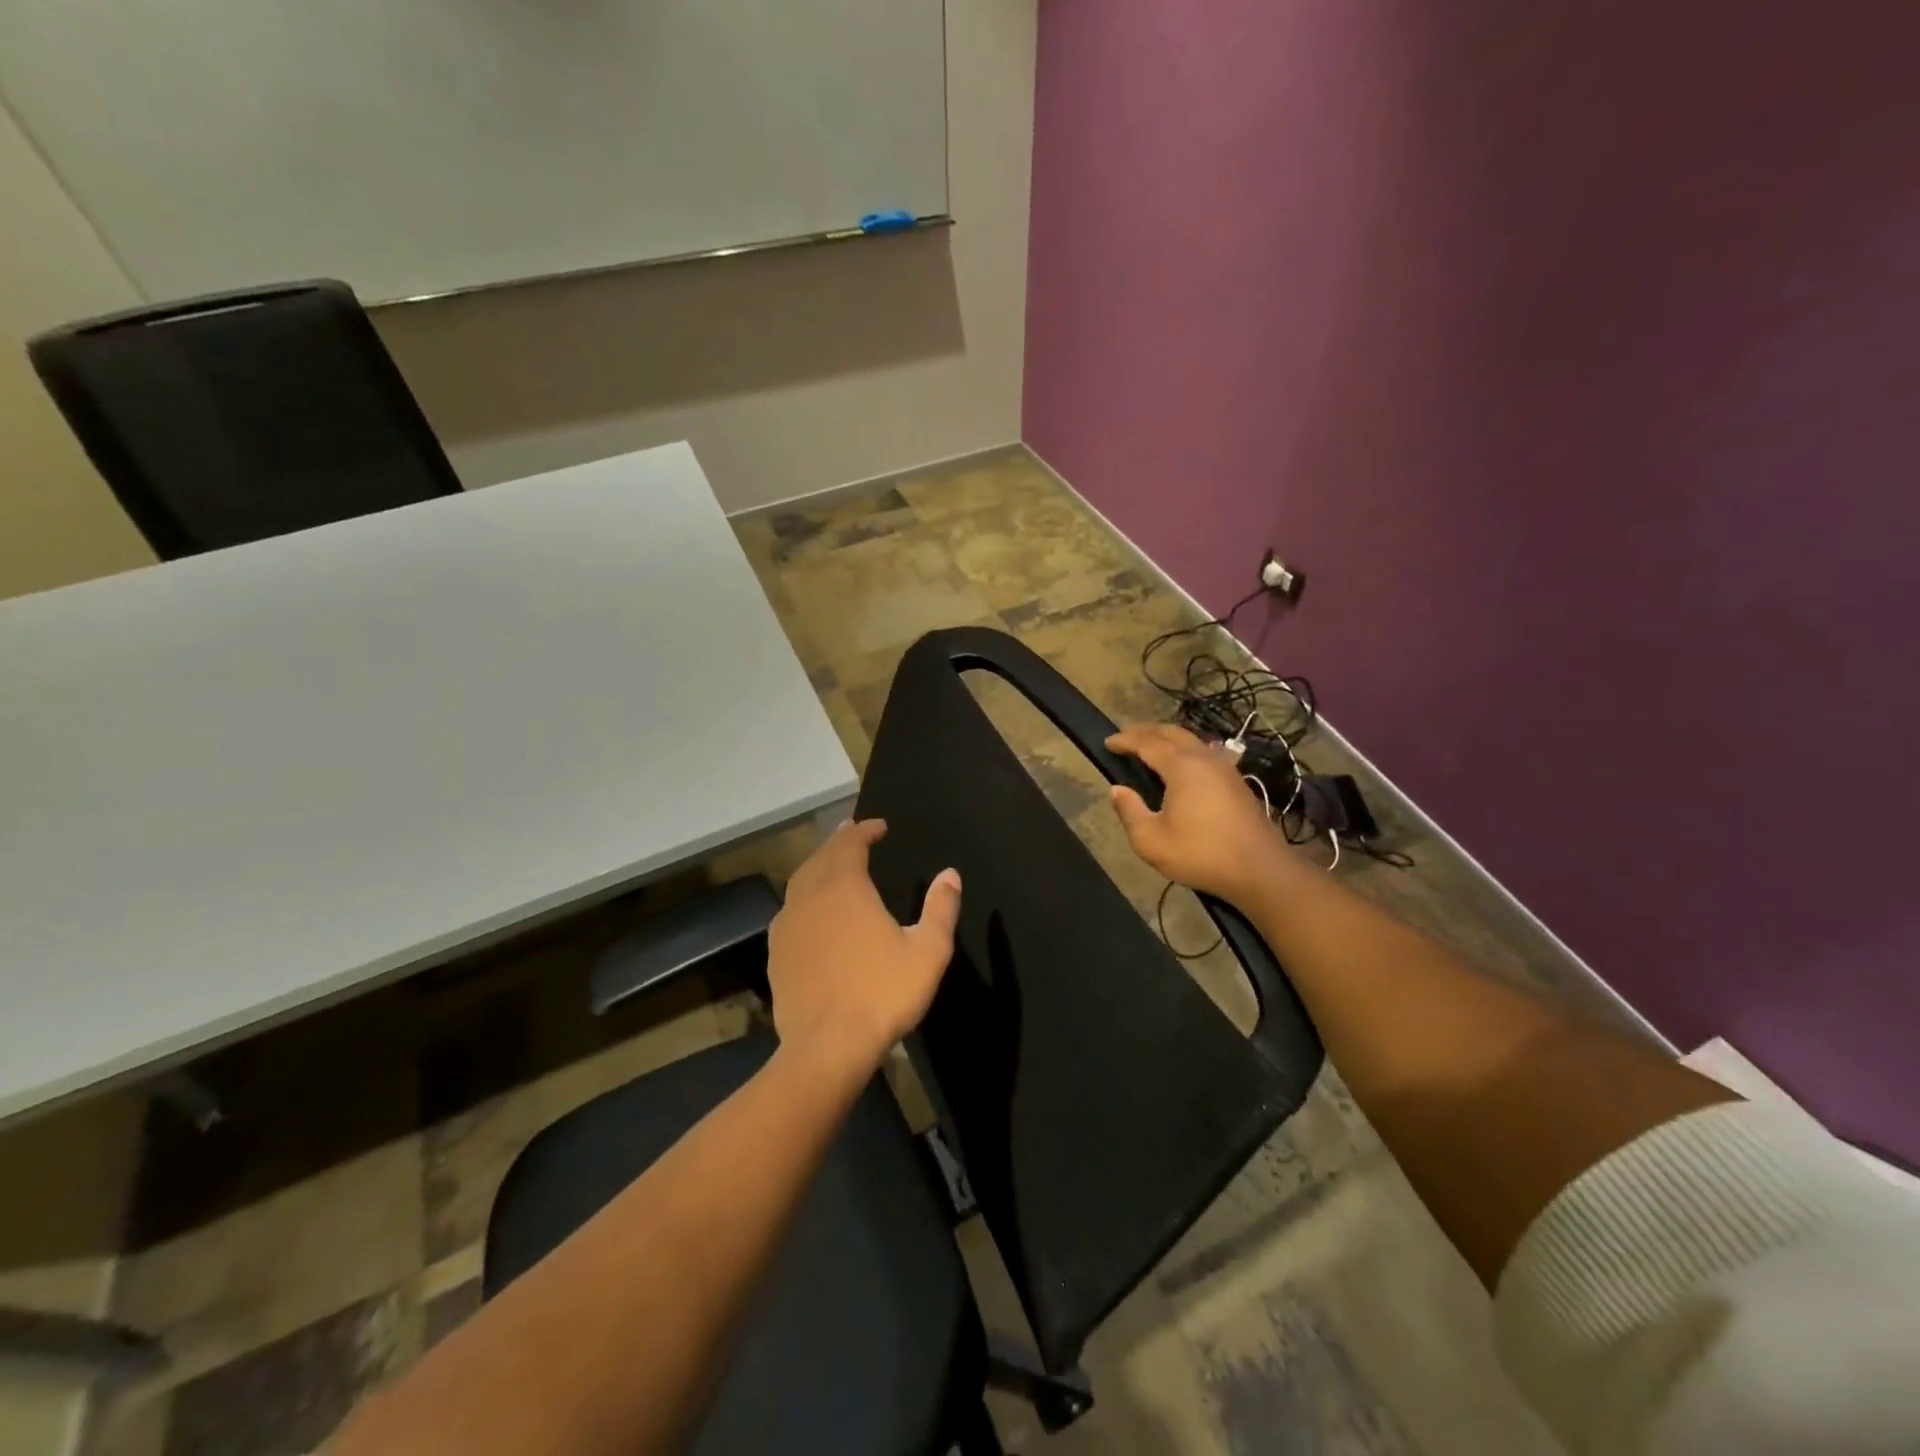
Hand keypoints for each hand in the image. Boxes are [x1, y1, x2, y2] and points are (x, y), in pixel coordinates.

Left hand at [766, 819, 961, 1078]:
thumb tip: (950, 874)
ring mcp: (787, 925)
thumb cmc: (882, 994)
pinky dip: (804, 898)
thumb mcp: (928, 951)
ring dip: (818, 867)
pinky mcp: (776, 954)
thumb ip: (940, 908)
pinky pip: (790, 911)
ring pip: (800, 882)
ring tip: (832, 866)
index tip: (879, 827)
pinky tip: (812, 913)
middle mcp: (810, 897)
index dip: (864, 830)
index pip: (850, 843)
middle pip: (821, 857)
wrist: (827, 1047)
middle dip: (839, 843)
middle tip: (853, 835)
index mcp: (845, 888)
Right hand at [1107, 723, 1288, 905]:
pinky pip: (1205, 751)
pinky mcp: (1236, 781)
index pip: (1147, 743)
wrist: (1259, 869)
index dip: (1125, 740)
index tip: (1107, 741)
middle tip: (1125, 734)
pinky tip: (1182, 762)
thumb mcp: (1151, 841)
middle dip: (1146, 730)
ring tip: (1150, 744)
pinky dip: (1185, 748)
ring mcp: (1224, 768)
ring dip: (1167, 737)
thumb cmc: (1201, 854)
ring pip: (1191, 739)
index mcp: (1181, 767)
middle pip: (1171, 732)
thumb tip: (1117, 790)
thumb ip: (1129, 811)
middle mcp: (1204, 759)